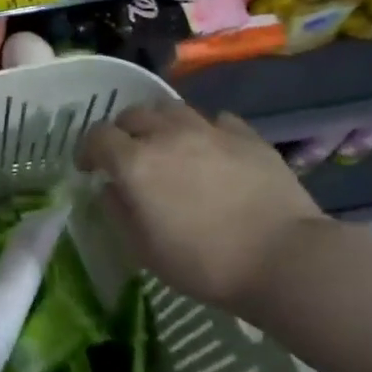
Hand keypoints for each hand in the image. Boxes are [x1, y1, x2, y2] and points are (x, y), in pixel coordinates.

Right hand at [78, 102, 323, 312]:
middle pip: (133, 114)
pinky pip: (216, 120)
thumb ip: (118, 212)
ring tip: (167, 146)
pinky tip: (210, 150)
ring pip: (172, 108)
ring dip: (160, 124)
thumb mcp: (144, 249)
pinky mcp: (247, 136)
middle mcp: (167, 135)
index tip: (90, 170)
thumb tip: (110, 189)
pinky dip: (204, 130)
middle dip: (123, 132)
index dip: (88, 150)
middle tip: (128, 157)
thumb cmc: (204, 262)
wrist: (283, 259)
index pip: (97, 136)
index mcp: (135, 162)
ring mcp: (210, 131)